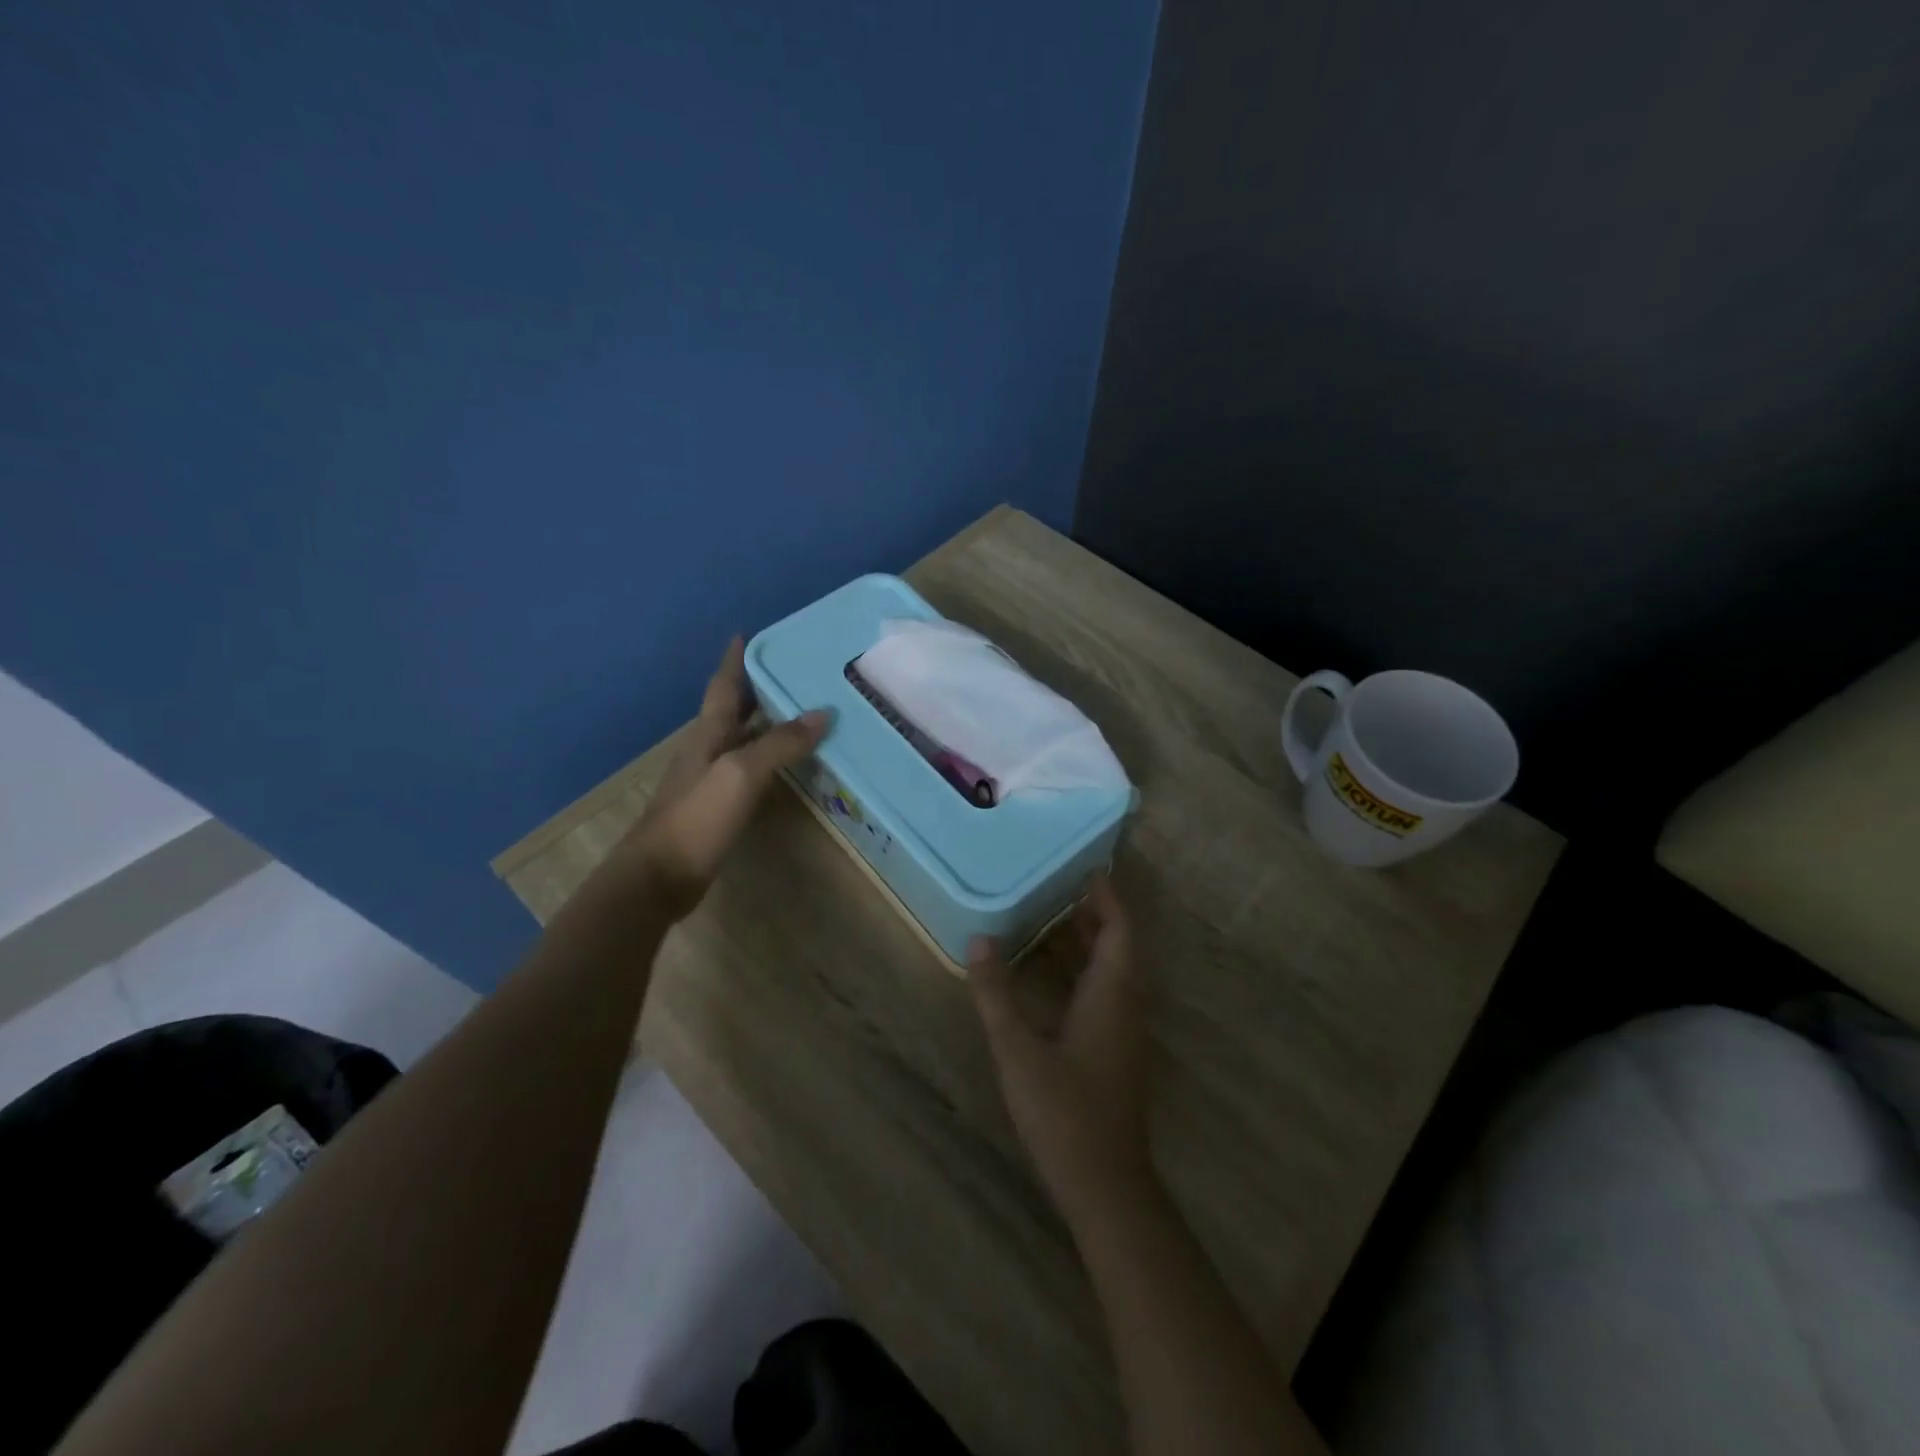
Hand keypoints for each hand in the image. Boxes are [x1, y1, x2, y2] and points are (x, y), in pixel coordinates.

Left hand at [614, 637, 830, 918]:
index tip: (745, 633)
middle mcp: (707, 750)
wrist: (658, 877)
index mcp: (708, 734)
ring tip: (800, 710)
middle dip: (756, 687)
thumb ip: (781, 743)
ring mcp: (710, 780)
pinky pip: (748, 770)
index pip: (723, 686)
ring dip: (766, 723)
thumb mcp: (741, 773)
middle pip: (732, 710)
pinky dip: (768, 758)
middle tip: (791, 670)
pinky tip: (787, 765)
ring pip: (742, 740)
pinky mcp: (717, 807)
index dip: (734, 660)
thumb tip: (823, 712)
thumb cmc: (697, 817)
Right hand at [970, 875, 1155, 1222]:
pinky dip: (1083, 973)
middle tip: (1057, 888)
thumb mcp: (1019, 1051)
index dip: (1107, 898)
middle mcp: (1126, 1005)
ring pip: (1112, 972)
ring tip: (1050, 920)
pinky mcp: (1116, 1052)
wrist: (1106, 1186)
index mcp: (1112, 994)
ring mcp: (1124, 1032)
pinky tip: (1052, 978)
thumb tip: (979, 940)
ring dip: (1088, 944)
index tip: (1086, 869)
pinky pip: (1105, 994)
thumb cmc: (1065, 1112)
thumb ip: (996, 994)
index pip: (1120, 930)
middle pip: (1118, 946)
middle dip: (1093, 916)